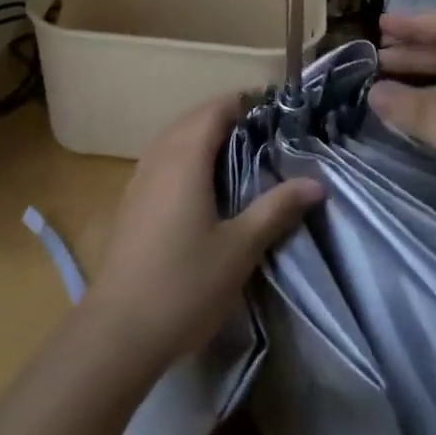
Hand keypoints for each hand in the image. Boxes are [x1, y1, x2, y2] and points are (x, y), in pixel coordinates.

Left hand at [85, 94, 323, 373]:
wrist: (118, 331)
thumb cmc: (185, 284)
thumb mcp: (240, 248)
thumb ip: (276, 208)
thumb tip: (316, 183)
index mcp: (185, 157)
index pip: (215, 109)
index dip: (245, 103)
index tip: (277, 111)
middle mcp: (158, 157)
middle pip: (192, 118)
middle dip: (226, 116)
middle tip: (265, 133)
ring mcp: (139, 179)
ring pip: (173, 138)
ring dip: (203, 135)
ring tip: (239, 154)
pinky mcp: (131, 202)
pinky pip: (161, 159)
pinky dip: (185, 155)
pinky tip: (203, 185)